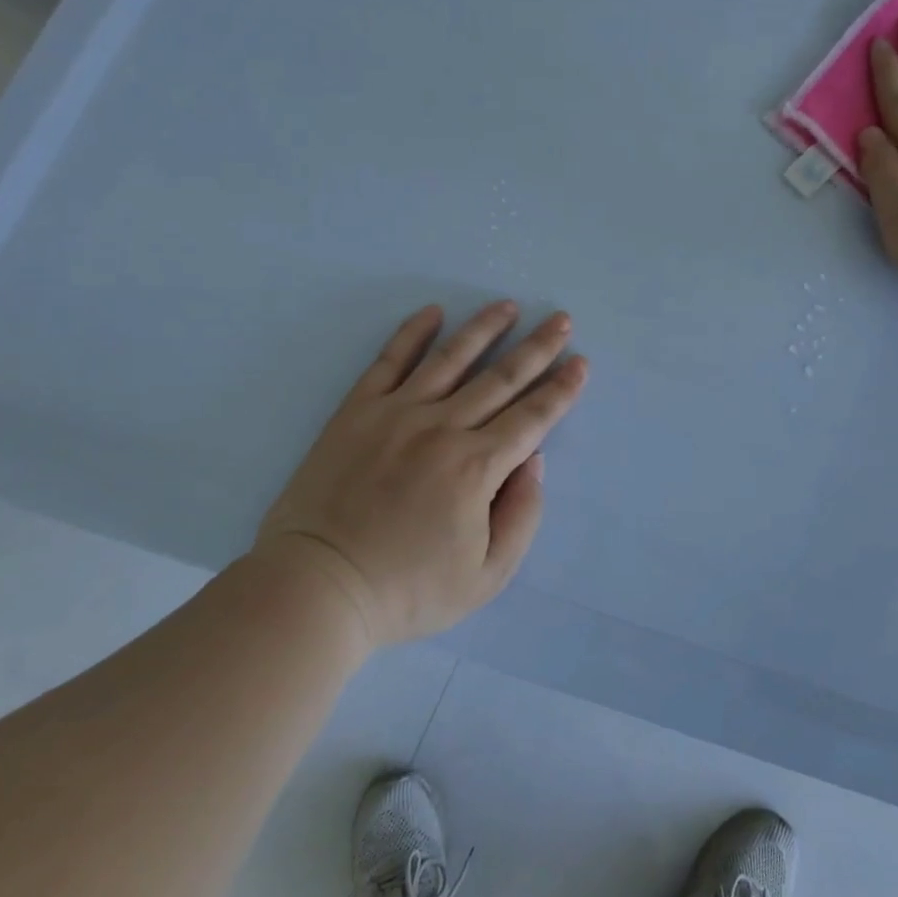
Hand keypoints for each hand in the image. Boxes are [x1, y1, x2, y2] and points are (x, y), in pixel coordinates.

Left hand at [254, 301, 586, 648]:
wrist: (316, 587)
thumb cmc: (407, 591)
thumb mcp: (487, 576)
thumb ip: (522, 515)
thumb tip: (533, 460)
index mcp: (477, 467)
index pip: (533, 417)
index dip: (561, 389)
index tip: (580, 363)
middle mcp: (443, 427)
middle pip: (501, 378)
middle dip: (537, 347)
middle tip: (560, 318)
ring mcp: (396, 413)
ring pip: (451, 358)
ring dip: (484, 328)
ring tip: (508, 305)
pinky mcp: (356, 411)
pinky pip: (389, 361)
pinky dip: (412, 333)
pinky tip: (432, 312)